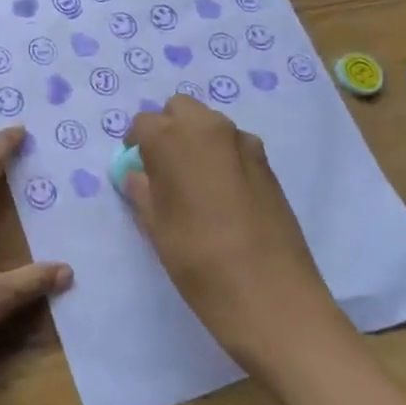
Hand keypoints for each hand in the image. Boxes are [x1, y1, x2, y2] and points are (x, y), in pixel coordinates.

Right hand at [123, 95, 333, 367]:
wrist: (270, 295)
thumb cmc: (197, 259)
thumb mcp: (155, 226)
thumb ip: (142, 191)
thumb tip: (137, 176)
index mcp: (172, 138)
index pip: (143, 123)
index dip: (135, 144)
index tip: (135, 168)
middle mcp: (209, 128)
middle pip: (180, 109)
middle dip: (167, 129)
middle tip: (162, 168)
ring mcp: (244, 144)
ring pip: (210, 125)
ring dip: (196, 141)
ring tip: (194, 184)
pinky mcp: (268, 164)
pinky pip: (234, 147)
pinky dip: (222, 158)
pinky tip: (223, 197)